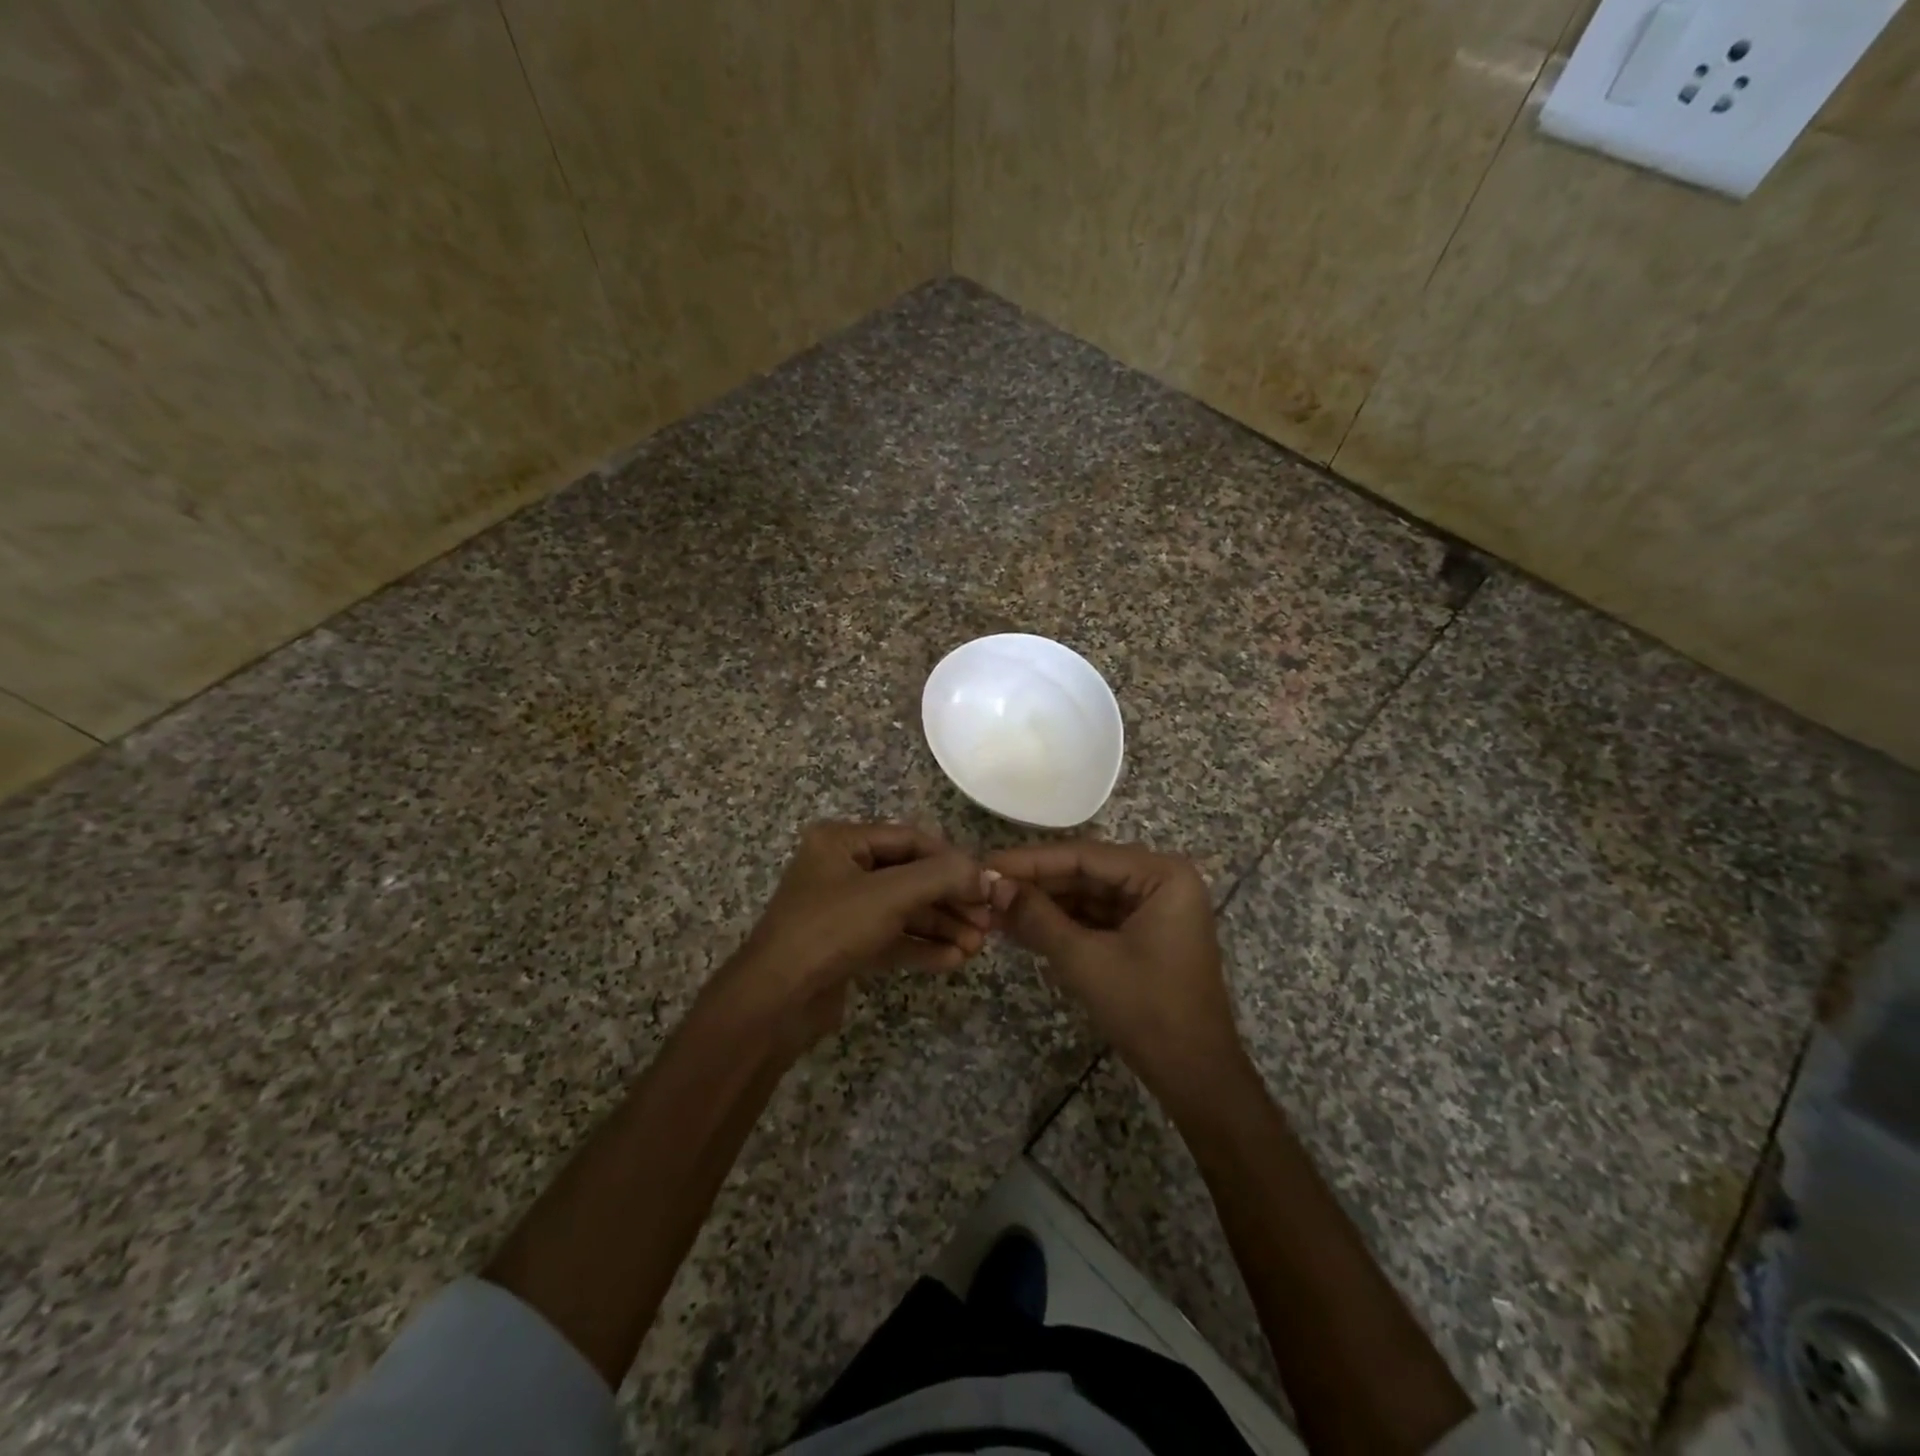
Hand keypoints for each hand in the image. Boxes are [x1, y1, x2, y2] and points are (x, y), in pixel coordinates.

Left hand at [706, 822, 995, 1052]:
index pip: (911, 839)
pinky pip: (891, 938)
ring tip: (977, 946)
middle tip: (987, 921)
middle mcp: (842, 869)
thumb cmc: (830, 930)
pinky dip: (921, 946)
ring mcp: (843, 909)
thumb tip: (985, 873)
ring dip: (941, 926)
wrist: (775, 1002)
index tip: (986, 883)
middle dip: (950, 900)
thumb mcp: (889, 895)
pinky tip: (953, 960)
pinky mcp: (845, 946)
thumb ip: (941, 877)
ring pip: (904, 910)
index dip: (951, 859)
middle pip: (910, 876)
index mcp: (842, 841)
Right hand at [986, 841, 1244, 1102]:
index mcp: (1163, 875)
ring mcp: (1156, 909)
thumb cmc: (1147, 1010)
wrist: (1195, 1077)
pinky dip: (1063, 923)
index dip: (1031, 861)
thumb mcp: (1085, 960)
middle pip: (1086, 872)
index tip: (987, 865)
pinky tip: (1023, 926)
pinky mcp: (1146, 934)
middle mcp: (1163, 881)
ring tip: (995, 907)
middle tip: (986, 888)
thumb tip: (993, 887)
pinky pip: (1098, 918)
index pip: (1085, 855)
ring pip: (1089, 895)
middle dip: (1036, 884)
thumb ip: (1037, 918)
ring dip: (1045, 904)